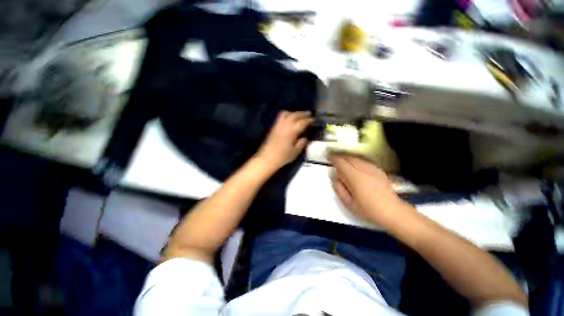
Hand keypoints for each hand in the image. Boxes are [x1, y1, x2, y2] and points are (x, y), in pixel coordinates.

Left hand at [256, 111, 313, 169]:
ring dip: (294, 112)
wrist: (267, 158)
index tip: (314, 120)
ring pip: (287, 113)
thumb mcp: (295, 152)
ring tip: (299, 115)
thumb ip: (301, 143)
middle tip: (309, 114)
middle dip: (303, 113)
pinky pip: (280, 117)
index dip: (309, 120)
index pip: (303, 122)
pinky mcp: (273, 127)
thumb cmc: (282, 156)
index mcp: (292, 131)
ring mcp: (278, 125)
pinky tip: (289, 119)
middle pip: (295, 115)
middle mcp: (285, 125)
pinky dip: (287, 115)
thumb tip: (305, 138)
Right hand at [329, 154, 408, 228]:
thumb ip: (339, 189)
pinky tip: (356, 168)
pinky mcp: (379, 171)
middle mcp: (364, 169)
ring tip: (344, 164)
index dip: (334, 159)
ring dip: (348, 159)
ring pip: (357, 158)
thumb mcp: (349, 203)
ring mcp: (373, 169)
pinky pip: (364, 162)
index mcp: (355, 177)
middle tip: (335, 161)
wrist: (392, 211)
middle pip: (349, 158)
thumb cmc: (368, 209)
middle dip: (341, 157)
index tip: (328, 157)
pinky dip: (357, 162)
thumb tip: (334, 178)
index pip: (341, 162)